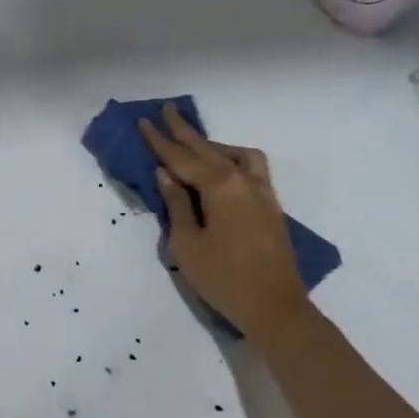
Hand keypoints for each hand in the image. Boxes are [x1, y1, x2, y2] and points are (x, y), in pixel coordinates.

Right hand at [140, 105, 310, 343]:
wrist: (274, 306)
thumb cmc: (224, 278)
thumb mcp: (188, 244)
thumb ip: (177, 205)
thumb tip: (167, 175)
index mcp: (220, 186)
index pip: (182, 158)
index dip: (160, 141)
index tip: (144, 121)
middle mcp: (244, 181)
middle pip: (208, 150)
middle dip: (185, 131)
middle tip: (166, 111)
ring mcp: (262, 193)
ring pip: (237, 155)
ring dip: (213, 145)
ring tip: (195, 144)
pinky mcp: (270, 207)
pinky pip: (251, 168)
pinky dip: (232, 160)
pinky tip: (223, 170)